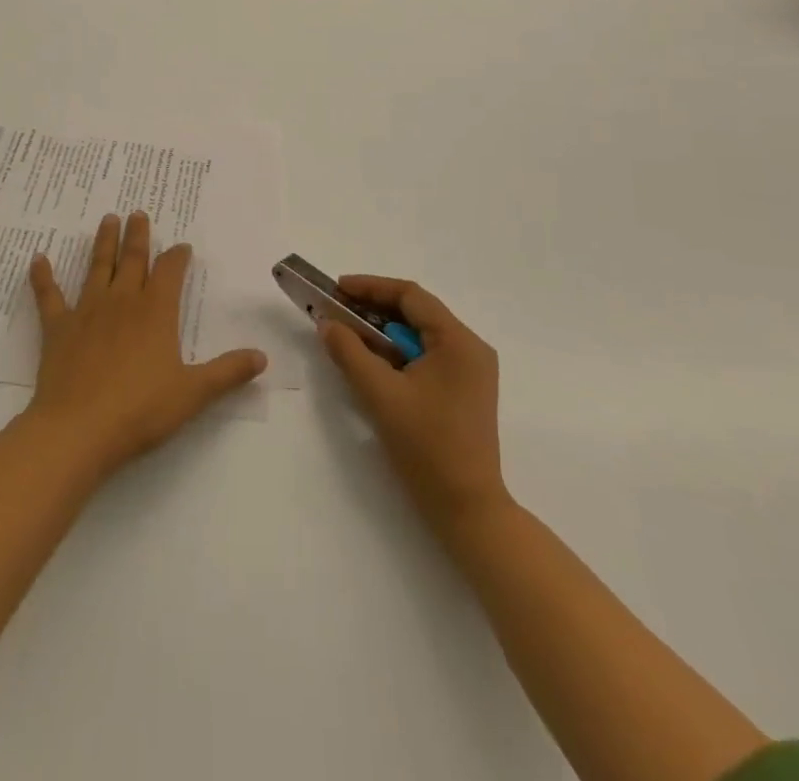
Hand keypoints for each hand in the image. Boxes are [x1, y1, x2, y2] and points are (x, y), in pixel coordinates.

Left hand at [25, 212, 266, 480]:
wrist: (78, 429)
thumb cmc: (140, 411)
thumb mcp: (193, 393)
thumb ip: (227, 373)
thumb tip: (262, 357)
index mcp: (156, 312)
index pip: (170, 272)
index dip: (177, 257)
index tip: (182, 246)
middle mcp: (123, 302)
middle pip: (133, 260)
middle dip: (138, 235)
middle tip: (138, 212)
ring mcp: (87, 312)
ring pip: (97, 267)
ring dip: (103, 243)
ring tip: (107, 219)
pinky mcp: (58, 328)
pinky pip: (49, 296)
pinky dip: (43, 277)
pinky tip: (38, 258)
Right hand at [320, 276, 507, 536]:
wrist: (468, 510)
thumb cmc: (427, 448)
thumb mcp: (381, 396)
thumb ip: (350, 352)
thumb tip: (328, 323)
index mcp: (459, 341)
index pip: (411, 296)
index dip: (371, 287)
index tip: (337, 289)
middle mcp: (471, 348)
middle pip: (417, 313)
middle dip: (374, 309)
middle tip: (337, 311)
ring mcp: (471, 371)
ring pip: (420, 335)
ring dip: (384, 332)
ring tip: (349, 334)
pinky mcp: (465, 391)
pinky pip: (427, 356)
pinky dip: (398, 353)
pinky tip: (373, 362)